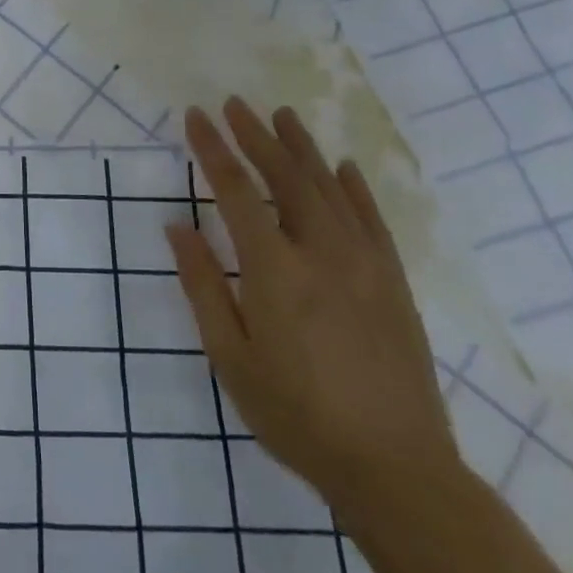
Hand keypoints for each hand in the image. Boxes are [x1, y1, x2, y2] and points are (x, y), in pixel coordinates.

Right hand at [166, 100, 458, 520]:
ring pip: (329, 188)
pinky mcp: (394, 282)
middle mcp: (322, 252)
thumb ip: (202, 285)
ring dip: (302, 148)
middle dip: (255, 135)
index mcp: (275, 270)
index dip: (213, 149)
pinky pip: (371, 219)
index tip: (196, 116)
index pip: (236, 191)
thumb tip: (177, 225)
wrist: (395, 469)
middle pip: (285, 177)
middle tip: (234, 103)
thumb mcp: (230, 356)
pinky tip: (342, 166)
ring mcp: (365, 264)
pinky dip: (354, 186)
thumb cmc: (296, 414)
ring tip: (281, 115)